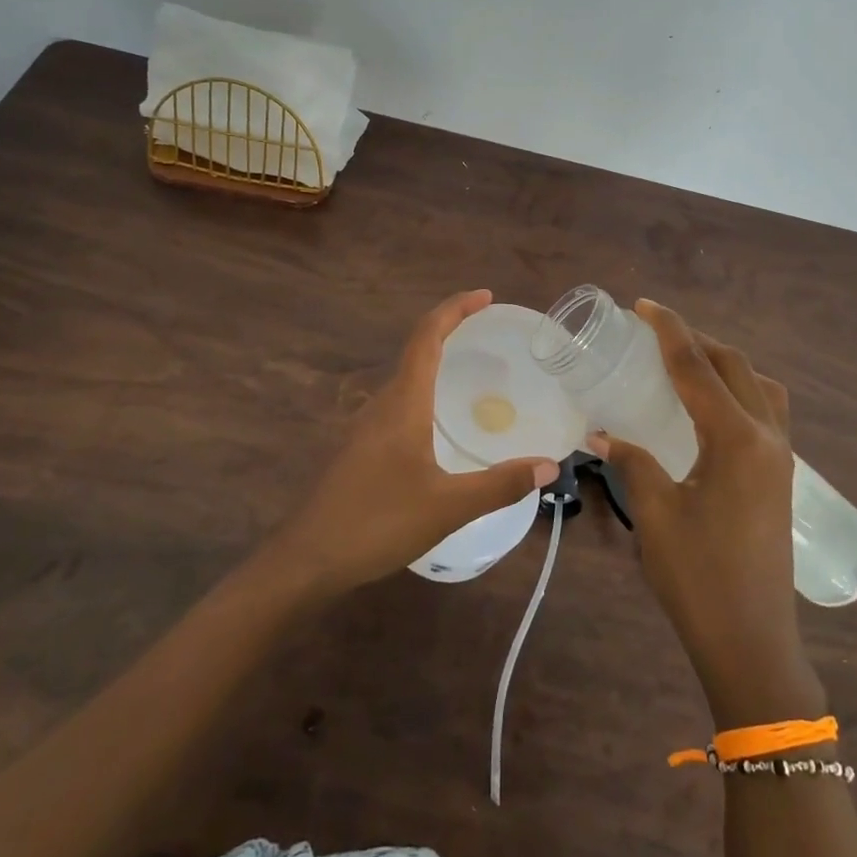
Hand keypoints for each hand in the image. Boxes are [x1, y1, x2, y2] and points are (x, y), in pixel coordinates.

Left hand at [269, 290, 559, 595]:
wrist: (308, 559)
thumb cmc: (377, 522)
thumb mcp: (448, 506)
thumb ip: (500, 485)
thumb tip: (549, 467)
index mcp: (402, 403)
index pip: (427, 337)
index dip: (454, 309)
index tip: (485, 297)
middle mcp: (382, 404)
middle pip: (416, 350)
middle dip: (450, 331)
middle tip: (490, 334)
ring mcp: (367, 427)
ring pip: (406, 379)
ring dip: (436, 362)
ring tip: (472, 372)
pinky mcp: (361, 449)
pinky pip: (399, 404)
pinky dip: (426, 393)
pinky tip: (441, 424)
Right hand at [591, 300, 821, 726]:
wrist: (752, 641)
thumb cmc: (699, 578)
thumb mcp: (656, 514)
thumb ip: (632, 462)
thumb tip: (602, 434)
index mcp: (736, 440)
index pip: (697, 368)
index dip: (669, 331)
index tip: (644, 305)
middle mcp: (767, 437)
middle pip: (734, 366)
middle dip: (697, 340)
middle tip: (656, 331)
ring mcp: (781, 457)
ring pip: (759, 386)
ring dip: (724, 363)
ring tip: (687, 363)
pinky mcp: (781, 476)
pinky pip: (766, 412)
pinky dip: (739, 391)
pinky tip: (711, 408)